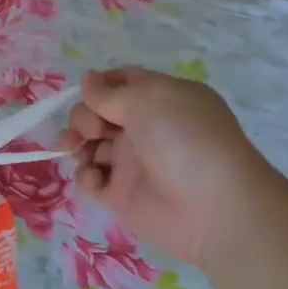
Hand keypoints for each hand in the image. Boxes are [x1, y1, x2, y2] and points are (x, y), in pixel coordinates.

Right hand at [58, 67, 271, 268]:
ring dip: (75, 142)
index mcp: (160, 99)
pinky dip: (85, 176)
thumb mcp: (147, 100)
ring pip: (89, 144)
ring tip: (74, 149)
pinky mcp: (121, 195)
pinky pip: (91, 179)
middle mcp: (145, 128)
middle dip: (83, 116)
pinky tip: (95, 178)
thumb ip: (109, 92)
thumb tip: (88, 80)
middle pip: (98, 113)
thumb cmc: (184, 140)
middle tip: (91, 130)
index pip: (120, 83)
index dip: (98, 85)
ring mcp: (132, 162)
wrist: (213, 209)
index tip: (87, 94)